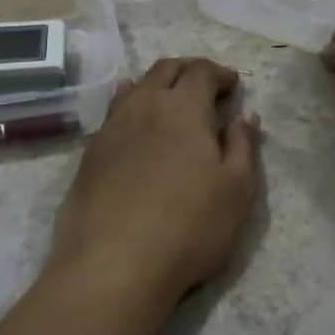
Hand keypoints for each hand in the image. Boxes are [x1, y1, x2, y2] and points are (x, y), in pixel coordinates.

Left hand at [47, 58, 259, 307]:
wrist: (113, 264)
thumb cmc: (189, 227)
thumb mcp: (236, 190)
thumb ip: (243, 147)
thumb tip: (246, 117)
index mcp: (184, 108)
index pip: (201, 71)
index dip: (219, 73)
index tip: (232, 86)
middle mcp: (144, 107)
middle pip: (164, 70)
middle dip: (187, 71)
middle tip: (204, 89)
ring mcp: (111, 129)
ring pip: (134, 88)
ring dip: (155, 86)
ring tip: (168, 101)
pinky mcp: (89, 155)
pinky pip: (112, 115)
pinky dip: (129, 108)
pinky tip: (132, 125)